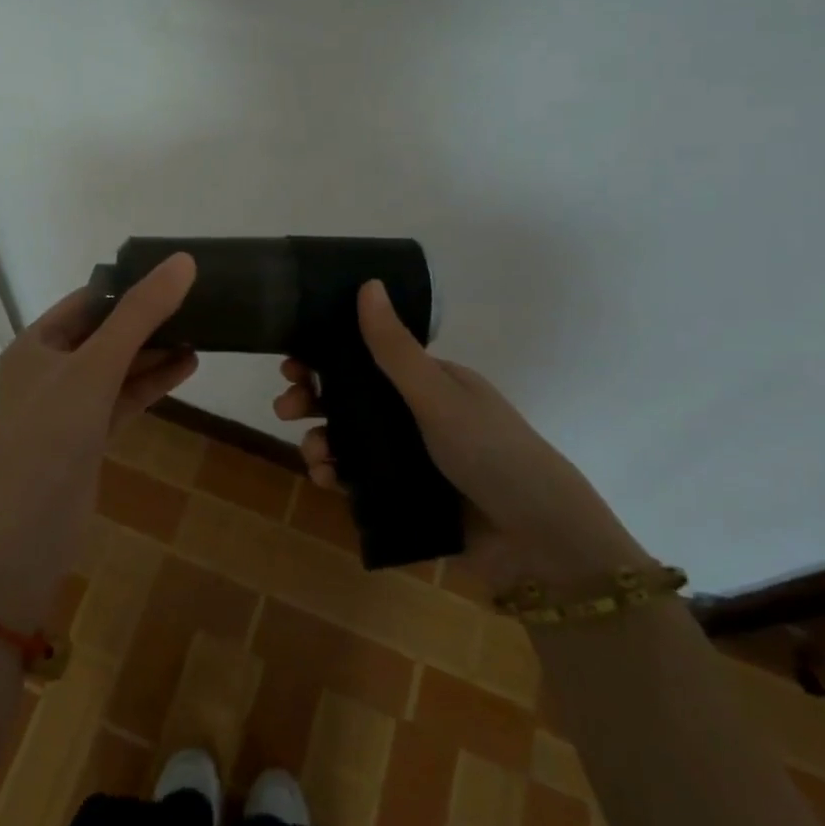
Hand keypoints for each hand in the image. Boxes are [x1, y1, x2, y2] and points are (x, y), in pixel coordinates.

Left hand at [0, 254, 197, 625]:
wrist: (28, 531)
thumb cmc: (53, 434)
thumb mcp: (97, 365)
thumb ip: (139, 314)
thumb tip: (182, 262)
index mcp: (36, 345)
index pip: (87, 301)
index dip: (128, 286)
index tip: (172, 276)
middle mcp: (49, 370)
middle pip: (104, 333)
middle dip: (147, 321)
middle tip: (196, 304)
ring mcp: (68, 407)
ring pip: (117, 368)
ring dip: (155, 352)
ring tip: (202, 332)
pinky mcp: (87, 438)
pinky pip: (123, 399)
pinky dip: (151, 384)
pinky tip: (187, 367)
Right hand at [274, 280, 647, 594]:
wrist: (539, 541)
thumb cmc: (490, 452)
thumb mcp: (438, 396)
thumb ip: (395, 348)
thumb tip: (367, 283)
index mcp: (428, 382)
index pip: (366, 359)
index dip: (326, 357)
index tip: (292, 363)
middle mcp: (416, 415)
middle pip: (350, 399)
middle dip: (313, 399)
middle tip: (285, 407)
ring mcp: (410, 458)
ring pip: (349, 440)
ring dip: (321, 440)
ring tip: (312, 453)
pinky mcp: (405, 497)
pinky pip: (358, 479)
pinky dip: (336, 475)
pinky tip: (325, 479)